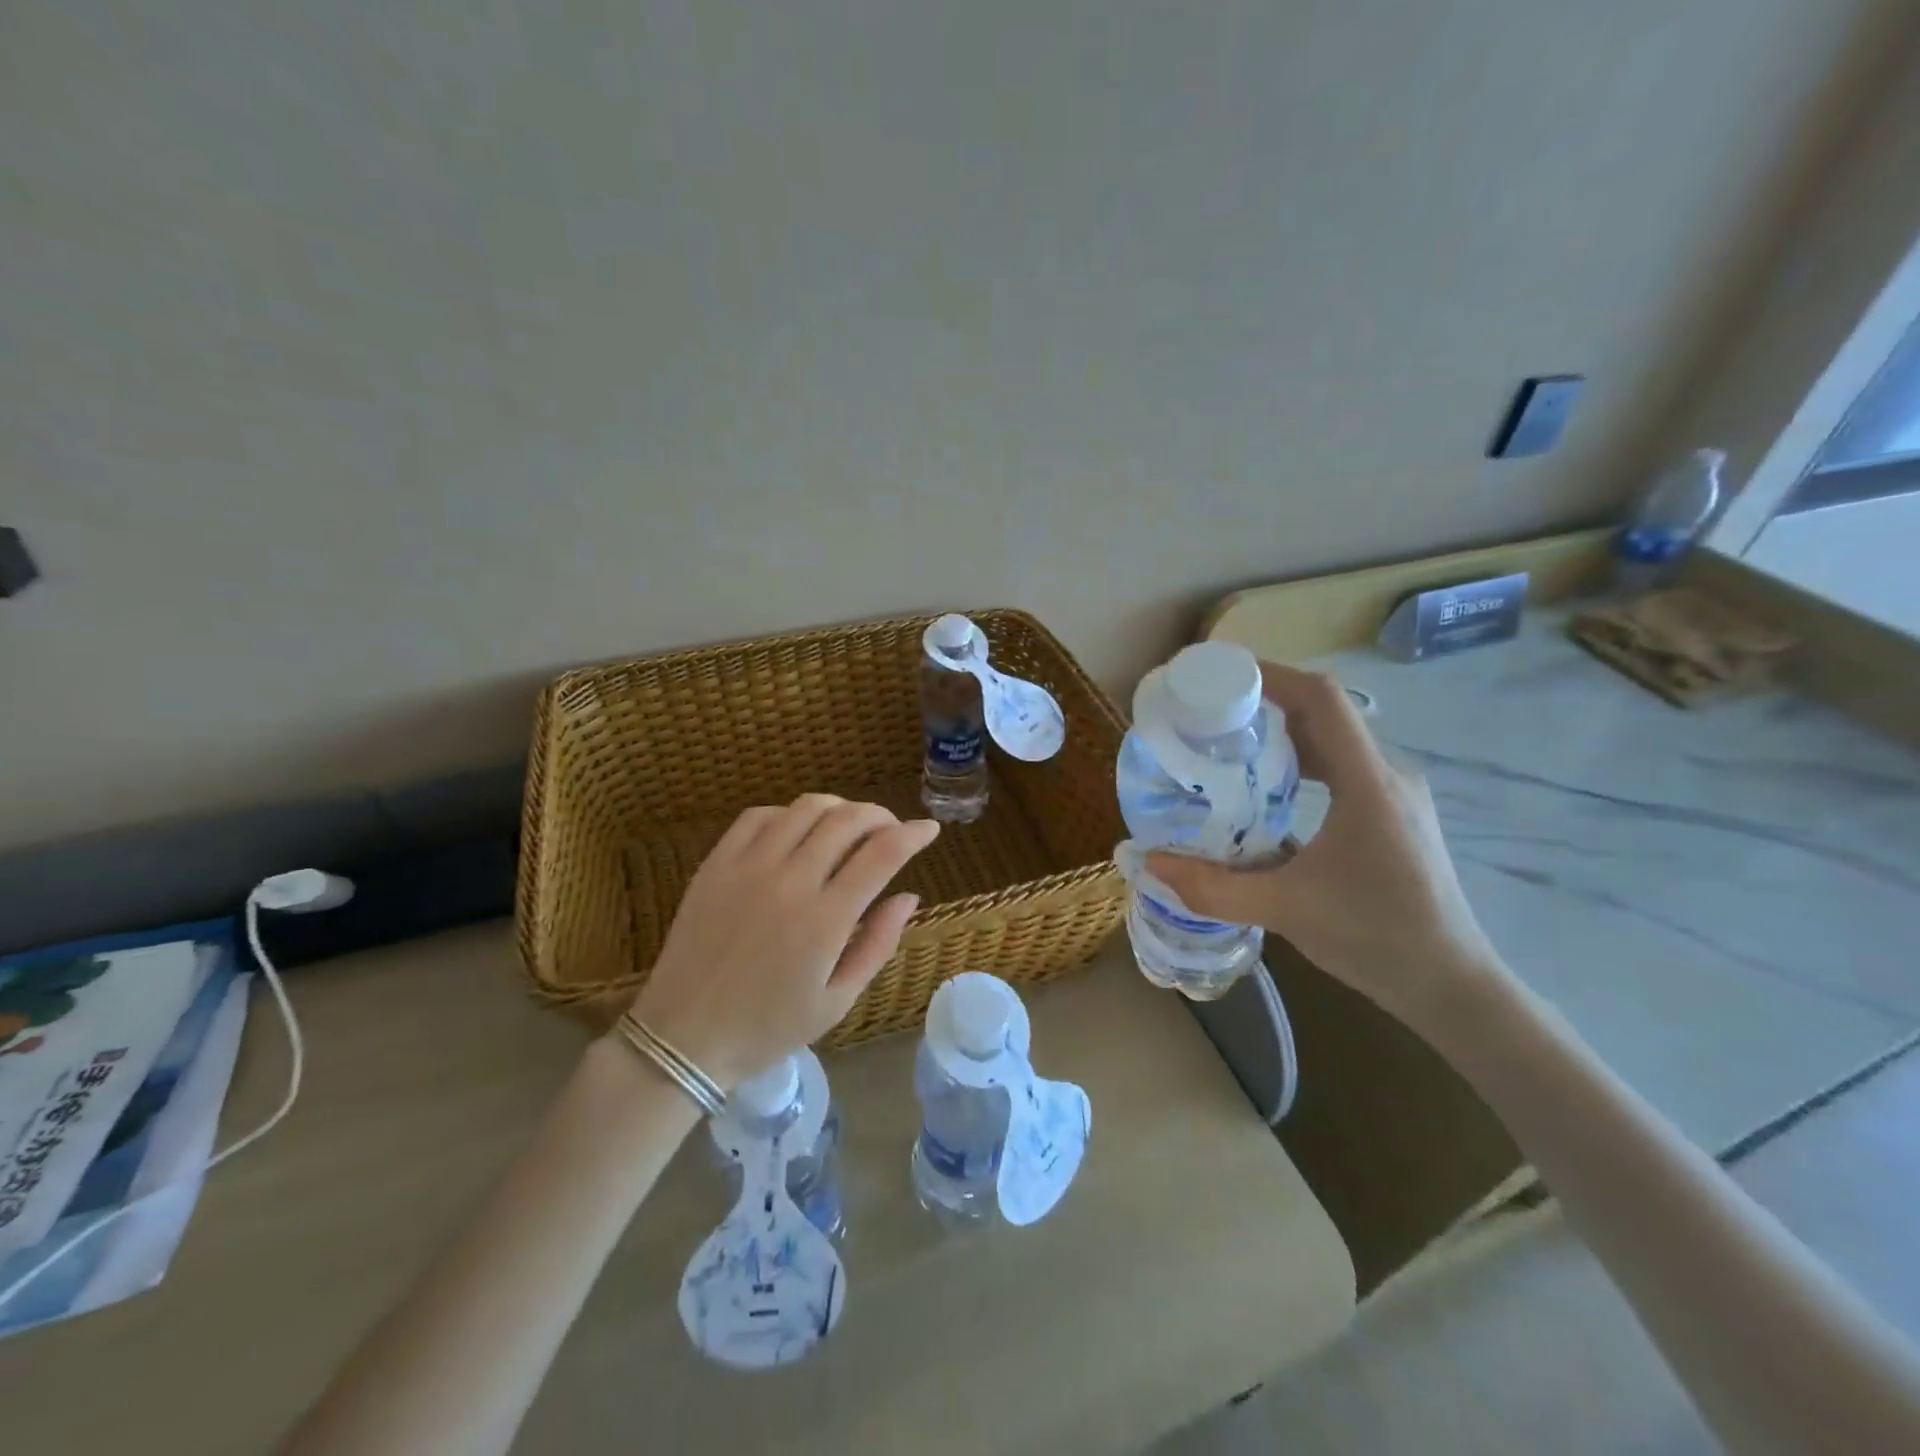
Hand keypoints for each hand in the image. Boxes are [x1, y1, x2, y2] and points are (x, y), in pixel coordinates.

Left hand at [627, 795, 939, 1088]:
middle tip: (891, 829)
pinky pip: (758, 816)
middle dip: (880, 815)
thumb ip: (878, 944)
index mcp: (825, 919)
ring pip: (805, 808)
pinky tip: (797, 830)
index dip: (913, 834)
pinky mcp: (716, 864)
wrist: (683, 1038)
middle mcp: (790, 881)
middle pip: (848, 820)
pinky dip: (788, 813)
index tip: (929, 830)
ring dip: (839, 807)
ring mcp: (748, 867)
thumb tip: (909, 896)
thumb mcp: (837, 1001)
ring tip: (849, 824)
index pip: (883, 854)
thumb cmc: (768, 1028)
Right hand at [1147, 662, 1507, 1033]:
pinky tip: (1270, 791)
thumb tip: (1151, 865)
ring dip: (1284, 736)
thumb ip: (1213, 887)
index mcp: (1368, 783)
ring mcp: (1395, 795)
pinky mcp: (1394, 815)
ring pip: (1334, 742)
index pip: (1322, 700)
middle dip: (1266, 705)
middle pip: (1325, 714)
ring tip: (1231, 748)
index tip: (1221, 675)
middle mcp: (1387, 775)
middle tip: (1211, 716)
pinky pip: (1343, 768)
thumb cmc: (1374, 937)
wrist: (1451, 984)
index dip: (1272, 675)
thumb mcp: (1284, 910)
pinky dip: (1302, 764)